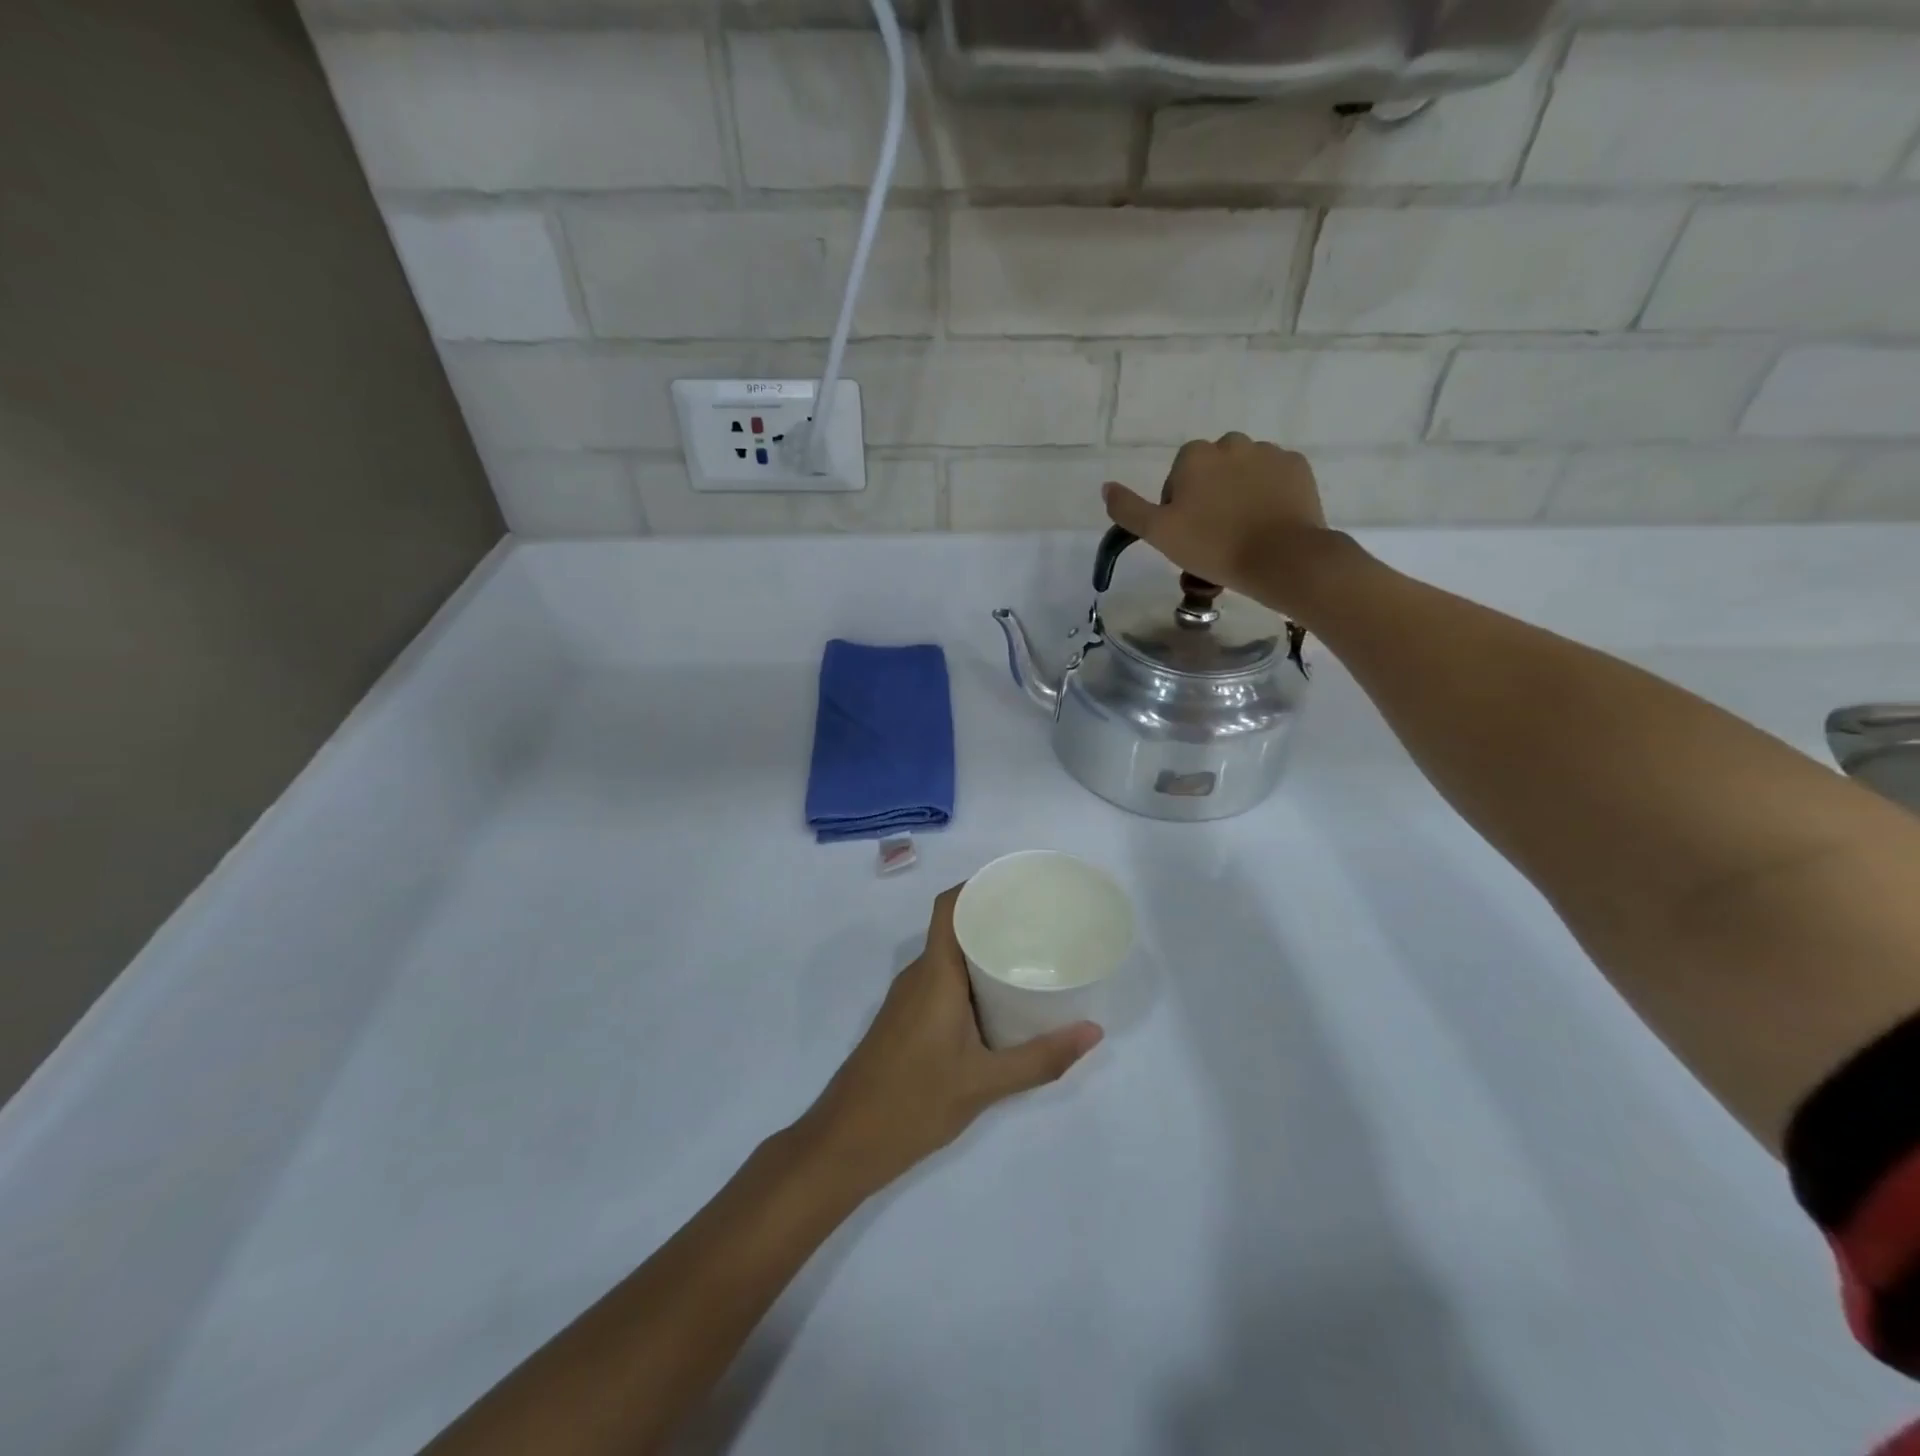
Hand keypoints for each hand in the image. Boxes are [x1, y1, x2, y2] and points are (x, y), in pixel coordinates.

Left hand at [798, 886, 1102, 1196]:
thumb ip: (1040, 1058)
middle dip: (994, 919)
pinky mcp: (906, 1020)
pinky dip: (970, 979)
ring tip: (1029, 955)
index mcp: (935, 973)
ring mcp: (908, 999)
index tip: (1019, 886)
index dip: (978, 886)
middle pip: (954, 928)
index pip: (949, 907)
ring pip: (948, 958)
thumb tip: (1093, 1032)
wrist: (845, 1143)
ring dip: (983, 952)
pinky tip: (998, 1000)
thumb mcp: (985, 1083)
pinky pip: (941, 982)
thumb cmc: (913, 1102)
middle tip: (1041, 923)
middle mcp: (919, 975)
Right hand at [1102, 434, 1338, 614]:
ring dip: (1240, 492)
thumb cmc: (1212, 546)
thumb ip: (1128, 509)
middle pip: (1213, 469)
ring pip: (1245, 471)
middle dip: (1211, 493)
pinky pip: (1275, 477)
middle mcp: (1232, 443)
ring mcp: (1269, 453)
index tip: (1187, 531)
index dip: (1179, 503)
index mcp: (1195, 456)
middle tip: (1214, 532)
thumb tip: (1107, 487)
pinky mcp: (1298, 467)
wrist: (1280, 558)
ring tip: (1243, 530)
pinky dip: (1269, 494)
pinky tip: (1267, 523)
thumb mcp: (1158, 533)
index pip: (1178, 474)